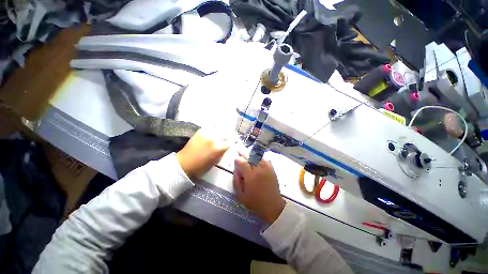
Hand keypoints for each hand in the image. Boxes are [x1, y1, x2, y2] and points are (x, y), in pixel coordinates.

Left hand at [176, 128, 230, 177]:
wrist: (184, 163)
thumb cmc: (201, 166)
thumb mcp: (216, 161)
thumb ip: (223, 151)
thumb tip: (227, 145)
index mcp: (219, 147)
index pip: (231, 141)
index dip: (234, 140)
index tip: (235, 140)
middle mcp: (214, 138)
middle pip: (227, 132)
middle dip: (229, 134)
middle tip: (230, 135)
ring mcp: (207, 133)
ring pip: (219, 128)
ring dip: (222, 131)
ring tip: (222, 132)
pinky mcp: (200, 131)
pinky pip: (210, 127)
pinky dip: (214, 129)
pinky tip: (214, 131)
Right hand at [233, 154, 285, 223]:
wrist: (273, 206)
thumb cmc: (255, 202)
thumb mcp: (240, 195)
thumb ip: (236, 180)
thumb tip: (236, 168)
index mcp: (250, 176)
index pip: (242, 162)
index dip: (238, 159)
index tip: (236, 159)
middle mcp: (259, 169)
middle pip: (250, 157)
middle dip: (243, 153)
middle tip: (239, 150)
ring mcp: (267, 168)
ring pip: (258, 156)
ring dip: (252, 154)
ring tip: (248, 153)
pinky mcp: (272, 170)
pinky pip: (266, 159)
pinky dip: (261, 157)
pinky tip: (258, 158)